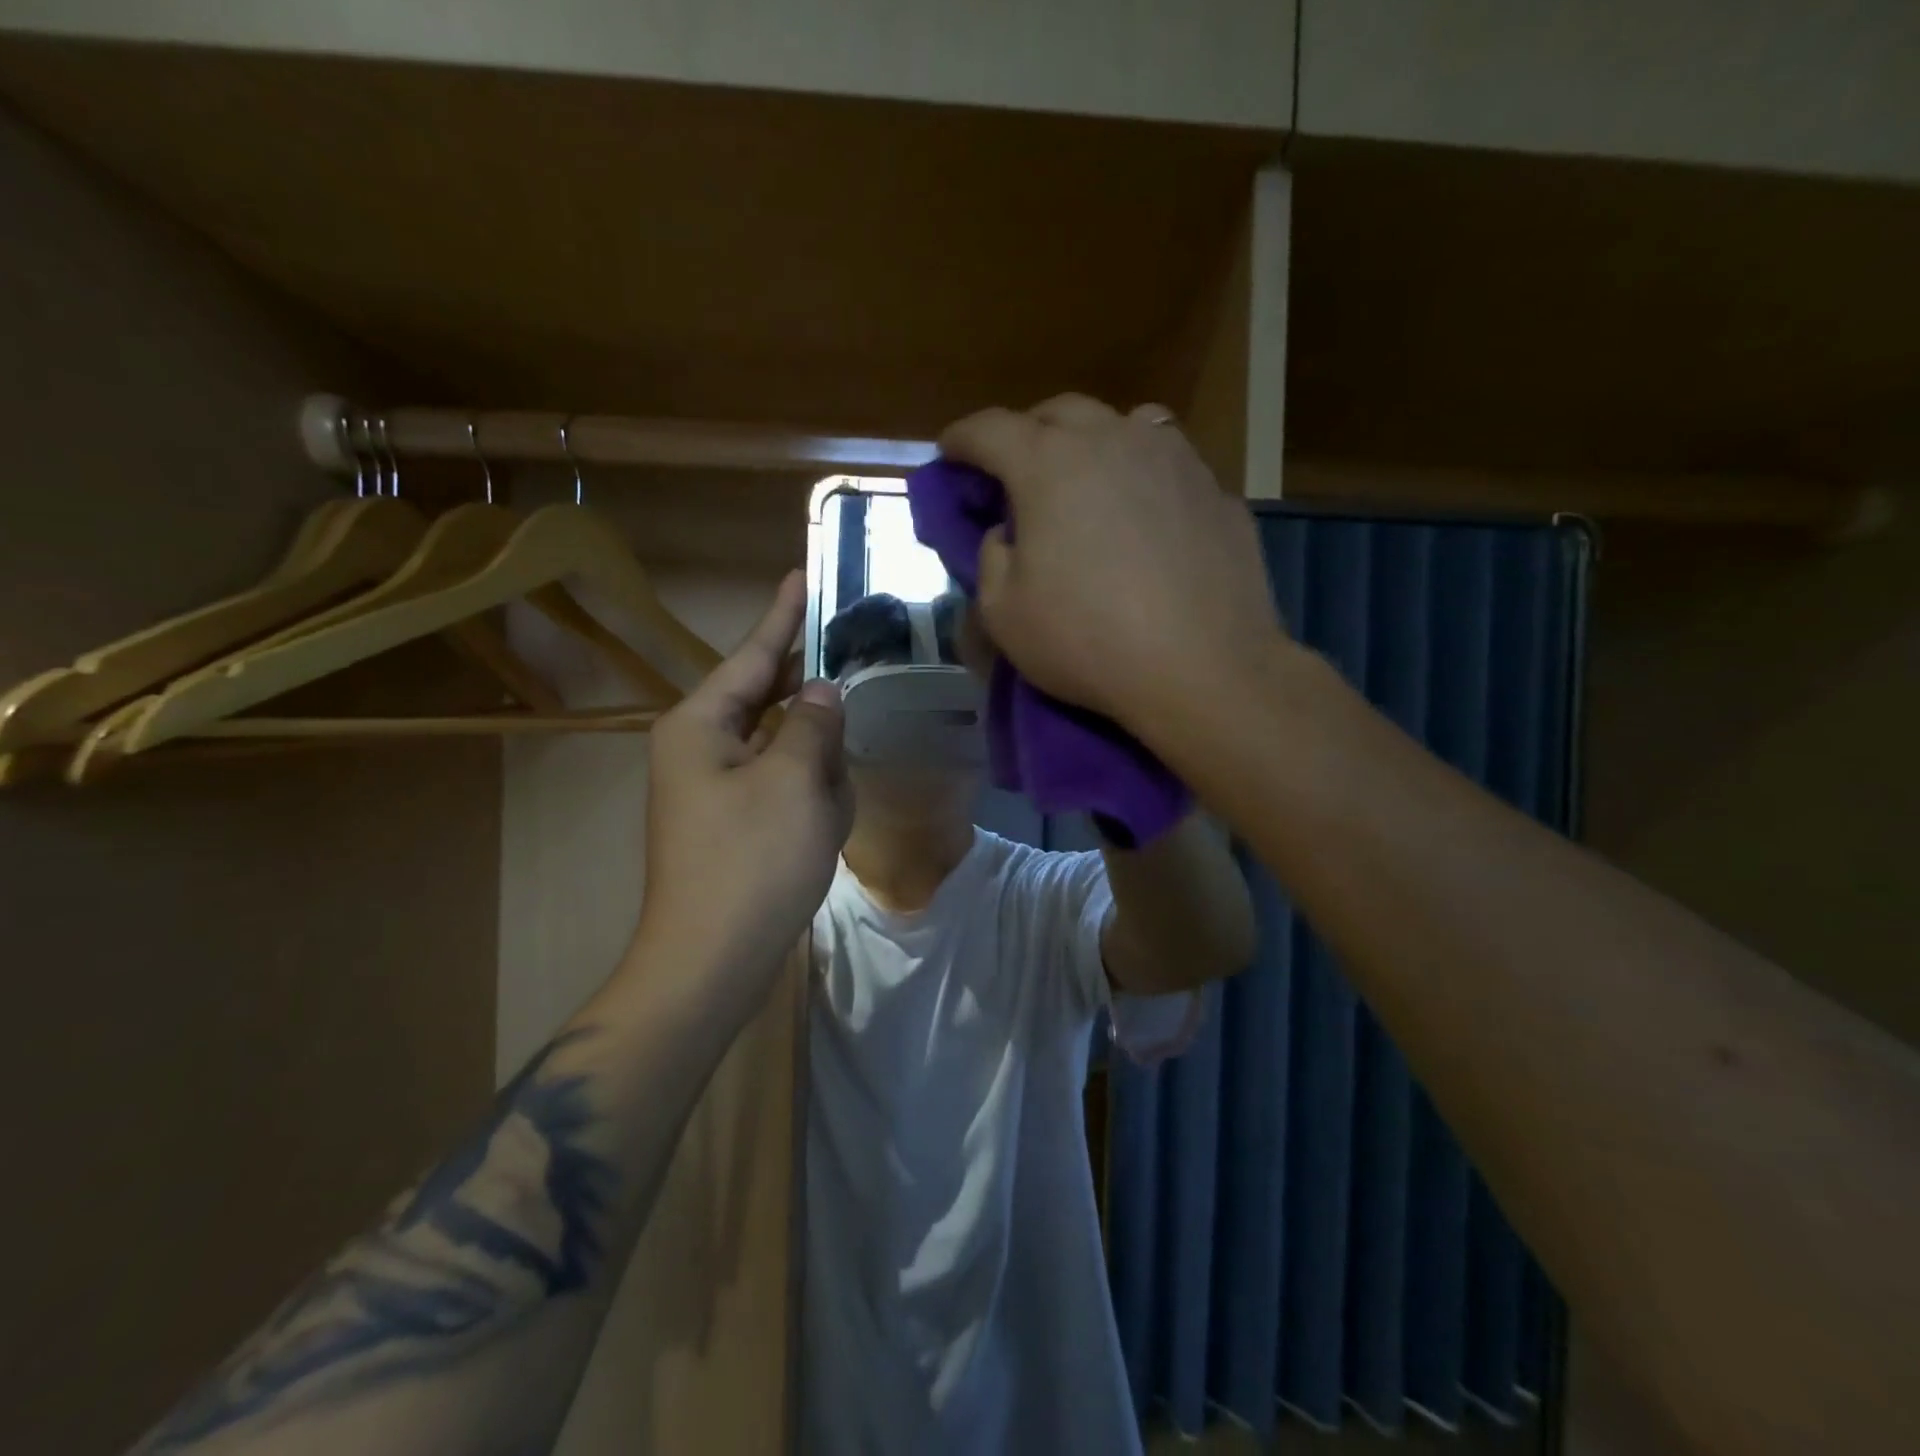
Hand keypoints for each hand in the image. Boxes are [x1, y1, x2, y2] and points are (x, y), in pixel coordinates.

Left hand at [638, 571, 852, 989]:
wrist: (711, 962)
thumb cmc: (750, 863)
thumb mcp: (794, 782)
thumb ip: (813, 725)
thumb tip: (823, 693)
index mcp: (701, 725)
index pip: (752, 655)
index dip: (782, 616)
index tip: (801, 576)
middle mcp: (700, 748)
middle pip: (766, 698)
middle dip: (811, 695)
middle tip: (852, 667)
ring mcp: (714, 788)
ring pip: (779, 746)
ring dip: (815, 756)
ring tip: (839, 779)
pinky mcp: (733, 823)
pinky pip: (779, 785)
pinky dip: (808, 791)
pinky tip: (829, 811)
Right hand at [938, 394, 1287, 745]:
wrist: (1204, 669)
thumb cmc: (1088, 640)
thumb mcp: (1003, 613)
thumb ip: (991, 558)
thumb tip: (1007, 534)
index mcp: (1049, 465)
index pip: (989, 429)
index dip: (961, 438)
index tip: (948, 452)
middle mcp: (1113, 440)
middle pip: (1058, 413)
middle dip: (1027, 433)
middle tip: (1016, 472)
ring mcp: (1174, 459)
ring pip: (1123, 424)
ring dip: (1092, 443)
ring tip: (1088, 480)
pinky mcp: (1216, 490)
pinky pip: (1167, 466)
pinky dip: (1143, 478)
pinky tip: (1146, 519)